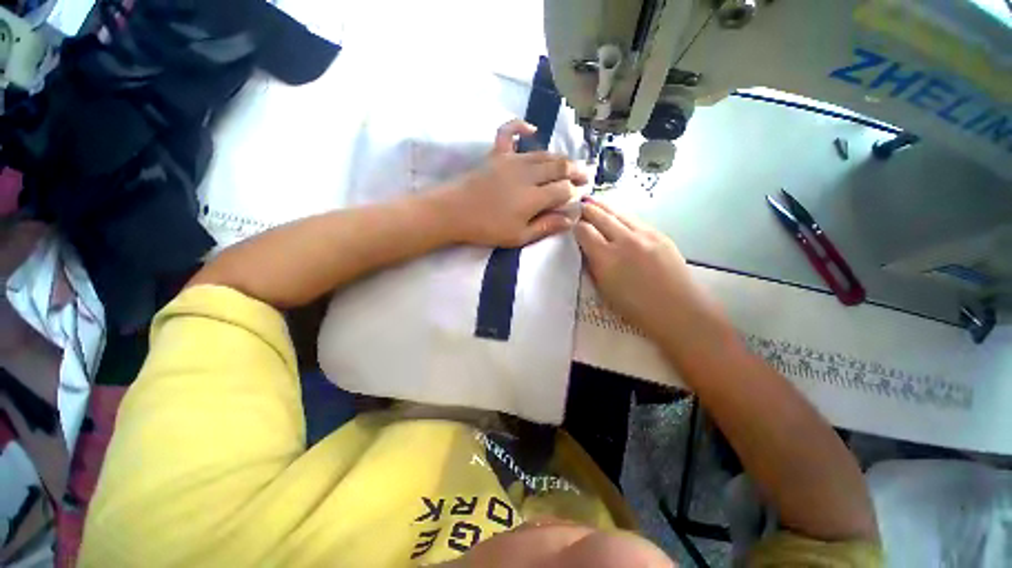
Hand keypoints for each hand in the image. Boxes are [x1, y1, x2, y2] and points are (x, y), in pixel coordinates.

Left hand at [436, 119, 587, 247]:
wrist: (454, 212)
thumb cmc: (487, 229)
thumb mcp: (519, 236)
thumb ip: (547, 226)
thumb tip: (572, 218)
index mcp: (534, 197)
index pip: (563, 190)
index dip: (573, 193)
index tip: (577, 198)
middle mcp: (528, 174)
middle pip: (559, 167)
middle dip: (575, 171)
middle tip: (584, 177)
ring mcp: (512, 160)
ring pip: (543, 153)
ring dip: (559, 157)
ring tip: (569, 164)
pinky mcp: (497, 154)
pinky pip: (509, 132)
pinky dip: (520, 126)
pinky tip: (532, 129)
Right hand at [574, 198, 720, 340]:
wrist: (678, 310)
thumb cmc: (636, 309)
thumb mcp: (604, 290)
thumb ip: (593, 266)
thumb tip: (587, 250)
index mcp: (607, 258)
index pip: (585, 231)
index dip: (576, 226)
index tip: (571, 224)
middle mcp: (624, 240)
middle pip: (600, 216)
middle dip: (587, 209)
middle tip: (578, 204)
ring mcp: (645, 234)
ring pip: (619, 212)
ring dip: (604, 207)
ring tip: (594, 202)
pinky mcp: (659, 234)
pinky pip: (635, 219)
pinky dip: (621, 215)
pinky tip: (617, 215)